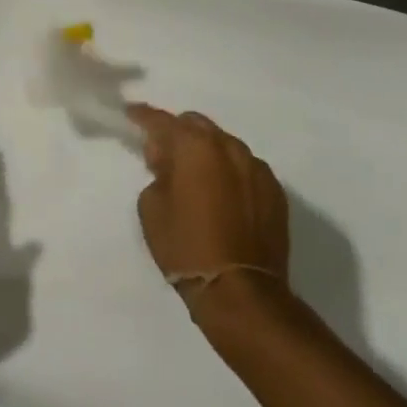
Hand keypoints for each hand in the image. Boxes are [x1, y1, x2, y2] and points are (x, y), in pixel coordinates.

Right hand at [126, 105, 289, 299]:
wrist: (241, 292)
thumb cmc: (186, 246)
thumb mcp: (152, 206)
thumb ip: (158, 173)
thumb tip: (169, 163)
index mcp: (196, 146)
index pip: (162, 120)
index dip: (143, 116)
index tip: (131, 114)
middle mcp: (230, 147)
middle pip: (197, 125)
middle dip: (178, 134)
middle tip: (164, 158)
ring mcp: (257, 169)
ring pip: (224, 145)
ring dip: (206, 153)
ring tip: (196, 179)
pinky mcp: (276, 192)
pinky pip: (246, 169)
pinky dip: (229, 173)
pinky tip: (222, 197)